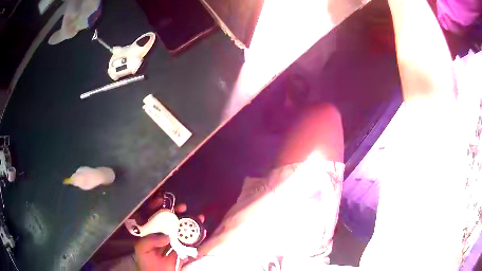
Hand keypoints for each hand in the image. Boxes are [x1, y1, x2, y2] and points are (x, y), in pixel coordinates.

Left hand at [134, 203, 204, 270]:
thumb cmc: (146, 263)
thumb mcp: (142, 249)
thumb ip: (150, 240)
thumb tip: (166, 235)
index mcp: (149, 234)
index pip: (151, 217)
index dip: (155, 208)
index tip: (162, 201)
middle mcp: (161, 236)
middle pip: (168, 222)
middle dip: (176, 213)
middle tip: (183, 208)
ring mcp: (172, 244)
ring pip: (181, 231)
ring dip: (189, 223)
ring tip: (197, 217)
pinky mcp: (181, 252)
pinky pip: (190, 244)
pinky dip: (197, 238)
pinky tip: (202, 232)